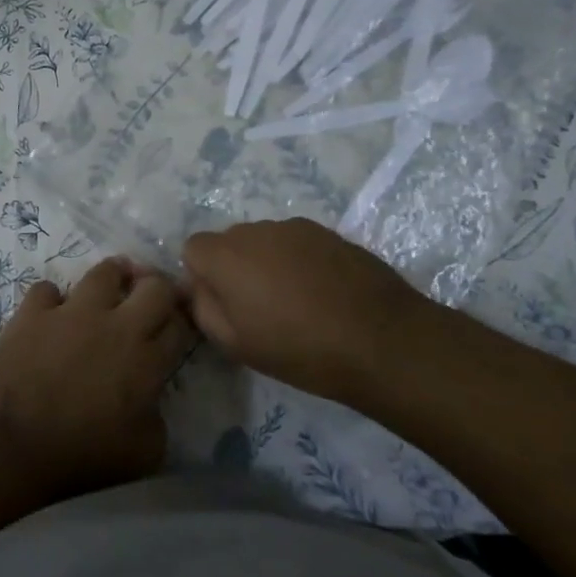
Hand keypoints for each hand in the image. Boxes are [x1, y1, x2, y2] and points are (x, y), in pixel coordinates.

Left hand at [0, 257, 196, 499]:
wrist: (14, 445)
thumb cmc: (82, 457)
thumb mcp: (144, 453)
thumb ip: (156, 417)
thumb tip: (149, 400)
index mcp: (147, 361)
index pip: (180, 324)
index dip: (182, 322)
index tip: (173, 328)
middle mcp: (116, 325)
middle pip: (154, 286)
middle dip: (158, 288)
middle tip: (149, 299)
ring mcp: (72, 312)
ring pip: (104, 272)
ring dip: (112, 278)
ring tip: (108, 289)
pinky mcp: (33, 312)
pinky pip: (47, 289)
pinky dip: (51, 300)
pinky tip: (49, 315)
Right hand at [181, 219, 428, 401]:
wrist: (383, 340)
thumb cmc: (300, 349)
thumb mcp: (236, 344)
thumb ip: (204, 308)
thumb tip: (200, 288)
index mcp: (226, 255)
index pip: (193, 248)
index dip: (203, 276)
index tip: (225, 305)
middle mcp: (256, 230)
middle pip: (229, 241)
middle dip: (234, 268)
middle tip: (259, 307)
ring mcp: (295, 227)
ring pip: (265, 241)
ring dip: (268, 263)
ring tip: (296, 302)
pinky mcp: (329, 233)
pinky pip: (297, 243)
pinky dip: (299, 262)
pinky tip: (323, 293)